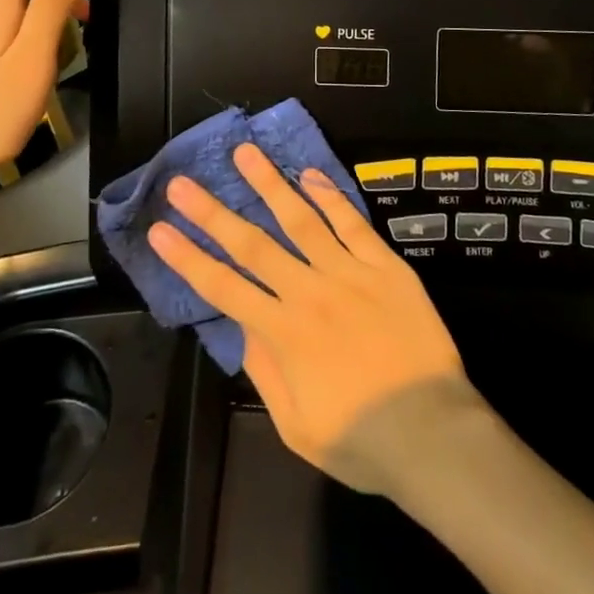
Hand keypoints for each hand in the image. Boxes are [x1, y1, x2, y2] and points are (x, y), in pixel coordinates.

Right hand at [149, 144, 470, 495]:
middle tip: (183, 183)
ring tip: (246, 153)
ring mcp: (348, 274)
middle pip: (252, 245)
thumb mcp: (297, 427)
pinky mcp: (384, 266)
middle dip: (212, 212)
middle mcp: (309, 293)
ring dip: (269, 184)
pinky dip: (330, 197)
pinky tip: (310, 174)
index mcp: (284, 334)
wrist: (433, 433)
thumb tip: (243, 328)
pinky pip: (352, 224)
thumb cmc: (361, 440)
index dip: (187, 258)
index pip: (223, 287)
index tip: (160, 230)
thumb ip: (266, 373)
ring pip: (301, 219)